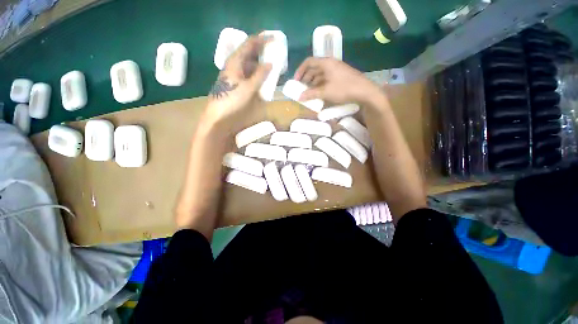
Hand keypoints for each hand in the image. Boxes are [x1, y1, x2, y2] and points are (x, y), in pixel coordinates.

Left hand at [205, 35, 271, 125]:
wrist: (218, 114)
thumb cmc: (232, 99)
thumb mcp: (249, 87)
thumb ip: (260, 75)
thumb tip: (270, 64)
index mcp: (235, 61)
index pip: (250, 43)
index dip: (262, 39)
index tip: (274, 39)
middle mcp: (234, 64)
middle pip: (249, 52)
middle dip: (262, 51)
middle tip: (274, 53)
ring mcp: (234, 73)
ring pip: (249, 63)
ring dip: (260, 63)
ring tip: (271, 66)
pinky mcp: (235, 82)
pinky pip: (247, 73)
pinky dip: (256, 73)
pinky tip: (262, 78)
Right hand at [294, 57, 381, 104]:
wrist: (364, 91)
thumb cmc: (343, 88)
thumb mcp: (325, 92)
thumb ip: (311, 94)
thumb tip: (299, 97)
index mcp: (326, 63)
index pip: (308, 62)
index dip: (300, 71)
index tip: (296, 81)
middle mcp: (330, 64)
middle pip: (314, 68)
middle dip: (306, 78)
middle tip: (301, 88)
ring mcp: (336, 70)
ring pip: (320, 74)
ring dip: (313, 82)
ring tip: (309, 92)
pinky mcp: (340, 76)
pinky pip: (326, 78)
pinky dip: (320, 84)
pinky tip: (318, 93)